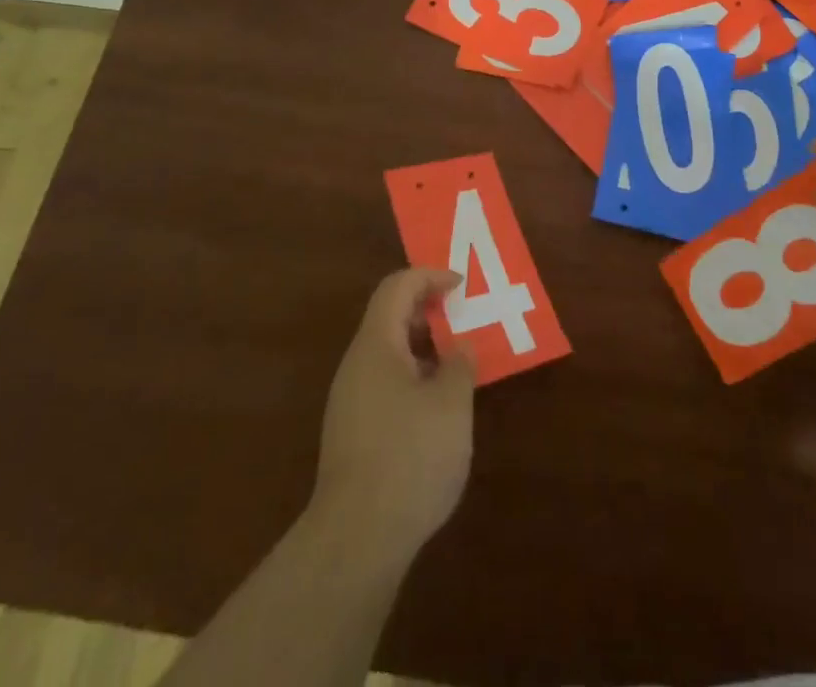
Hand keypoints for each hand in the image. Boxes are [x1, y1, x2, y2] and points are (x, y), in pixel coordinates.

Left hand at [312, 268, 474, 563]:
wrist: (357, 540)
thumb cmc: (409, 456)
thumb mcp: (451, 404)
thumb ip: (460, 365)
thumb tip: (459, 348)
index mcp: (376, 345)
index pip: (397, 287)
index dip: (430, 276)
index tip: (462, 286)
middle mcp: (357, 365)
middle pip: (389, 317)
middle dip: (428, 311)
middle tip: (464, 319)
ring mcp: (350, 401)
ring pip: (388, 353)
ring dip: (424, 348)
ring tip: (459, 363)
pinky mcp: (353, 434)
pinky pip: (385, 384)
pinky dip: (414, 377)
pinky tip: (439, 408)